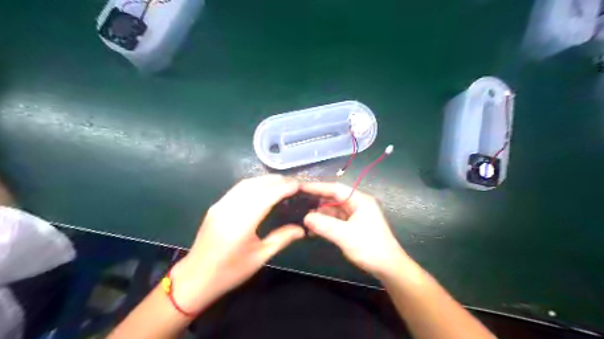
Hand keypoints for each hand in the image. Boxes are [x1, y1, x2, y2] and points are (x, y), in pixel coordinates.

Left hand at [170, 176, 303, 313]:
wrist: (195, 278)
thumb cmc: (230, 272)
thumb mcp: (260, 257)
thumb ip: (282, 238)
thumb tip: (302, 229)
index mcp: (241, 222)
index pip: (267, 196)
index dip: (284, 188)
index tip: (299, 185)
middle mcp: (229, 208)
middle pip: (256, 185)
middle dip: (276, 181)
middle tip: (293, 183)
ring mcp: (220, 205)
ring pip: (245, 184)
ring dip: (265, 180)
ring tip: (281, 182)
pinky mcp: (216, 206)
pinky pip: (237, 189)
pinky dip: (253, 184)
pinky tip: (262, 188)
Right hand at [302, 182, 409, 278]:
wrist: (388, 267)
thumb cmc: (370, 248)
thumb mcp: (345, 235)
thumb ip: (324, 225)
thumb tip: (306, 217)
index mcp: (359, 200)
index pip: (335, 188)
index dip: (317, 187)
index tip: (300, 186)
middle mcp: (357, 204)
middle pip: (333, 197)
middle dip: (316, 199)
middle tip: (297, 200)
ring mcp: (355, 215)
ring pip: (333, 209)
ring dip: (320, 213)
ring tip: (302, 216)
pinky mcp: (353, 225)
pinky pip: (336, 220)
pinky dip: (325, 223)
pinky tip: (313, 228)